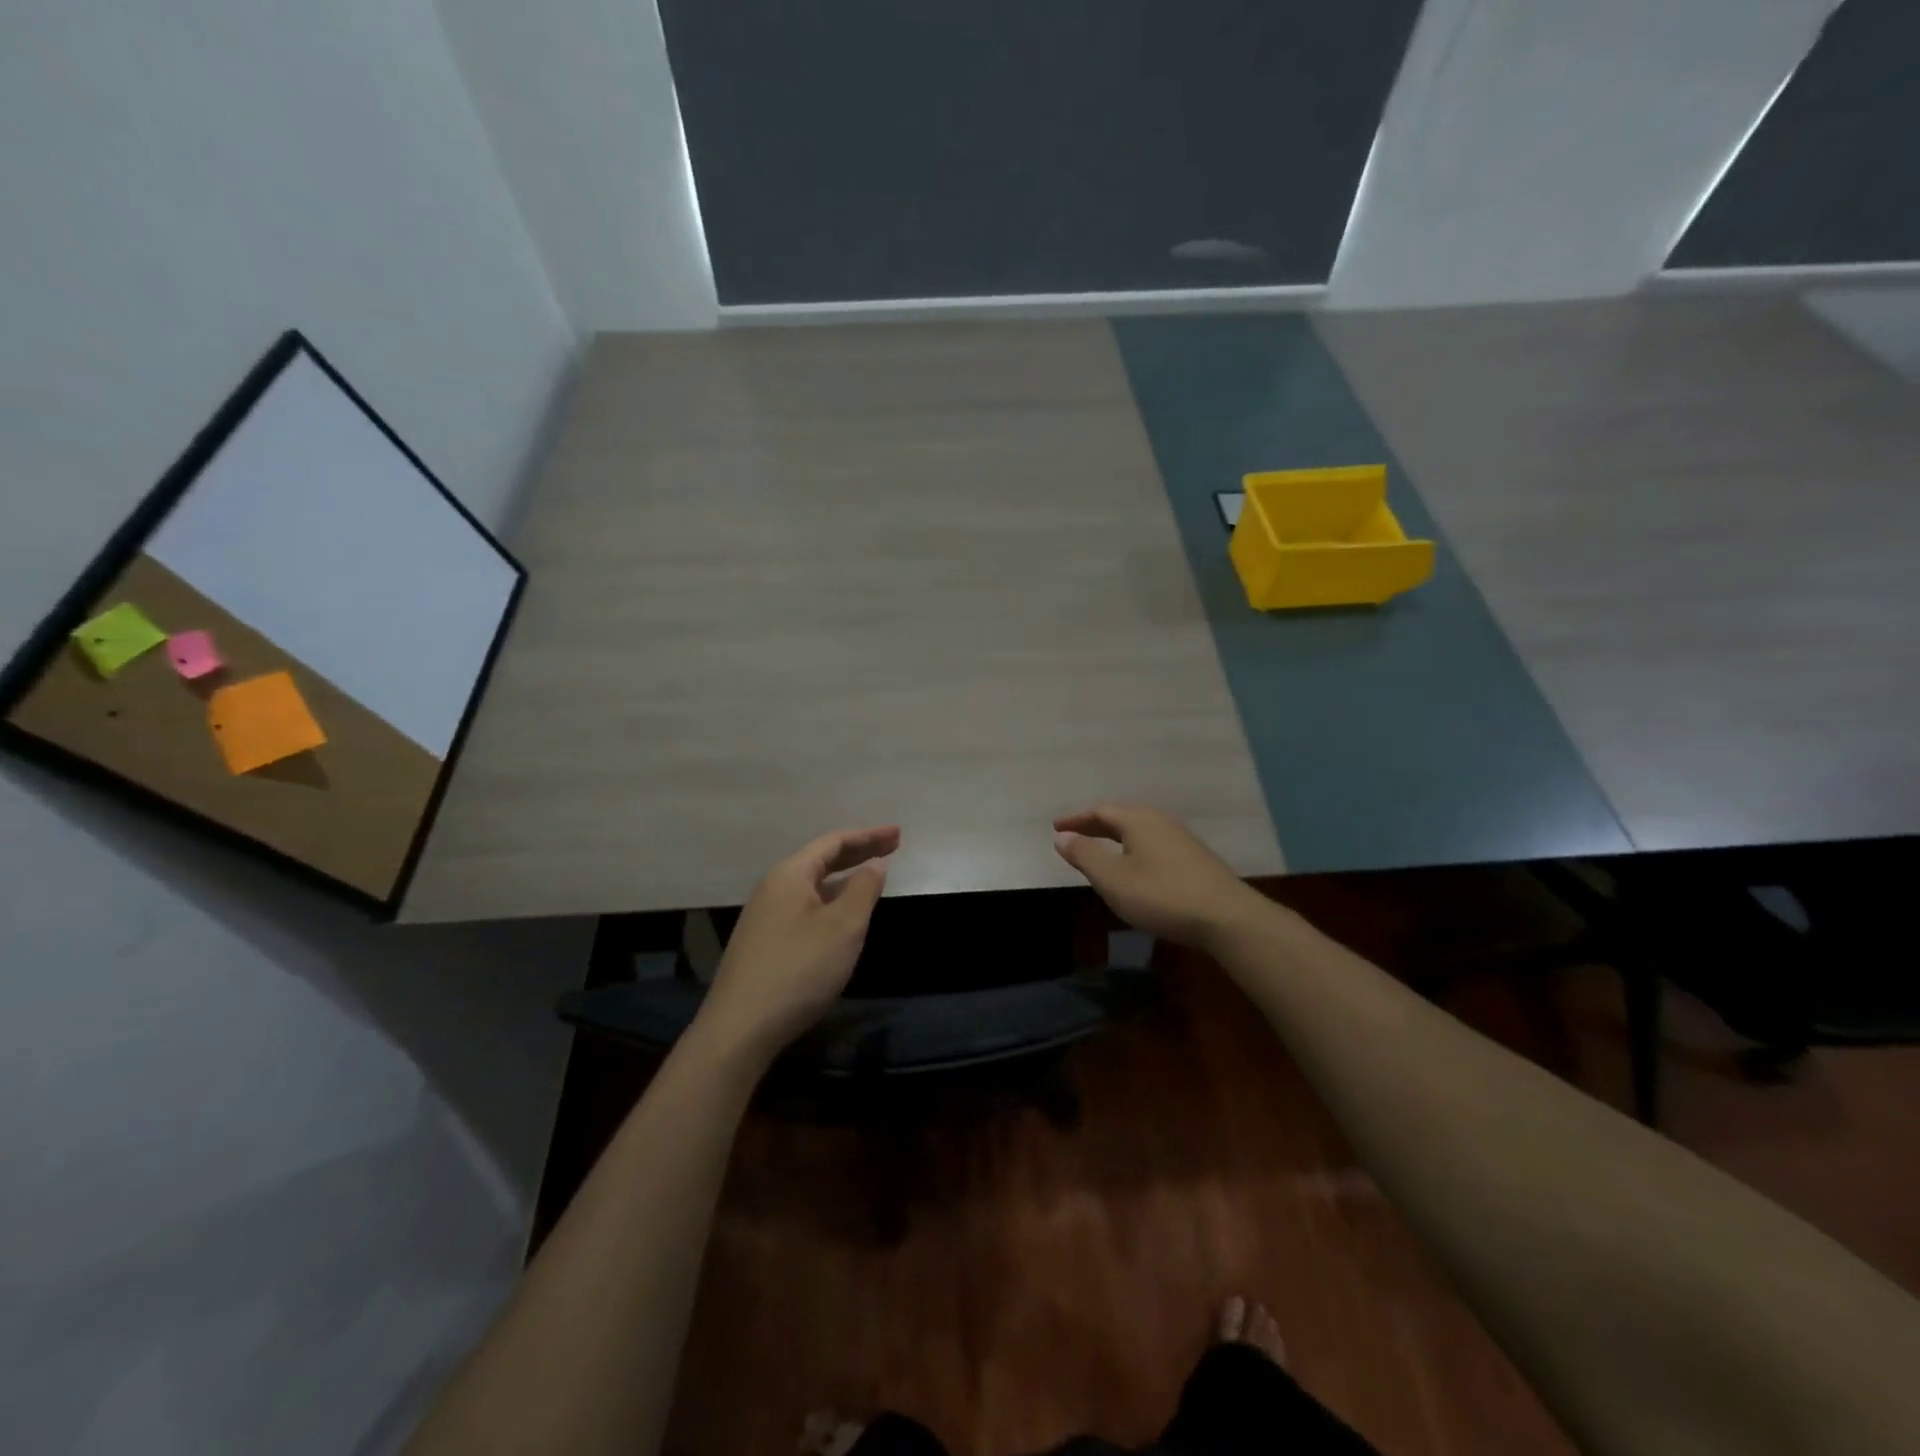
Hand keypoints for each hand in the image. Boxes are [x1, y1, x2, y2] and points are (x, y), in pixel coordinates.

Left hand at [695, 825, 898, 1060]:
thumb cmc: (799, 969)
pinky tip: (841, 917)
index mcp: (790, 874)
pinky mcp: (763, 944)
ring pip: (812, 886)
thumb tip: (875, 864)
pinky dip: (830, 900)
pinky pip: (804, 907)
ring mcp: (764, 917)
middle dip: (858, 852)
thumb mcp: (843, 926)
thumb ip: (864, 889)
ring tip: (871, 878)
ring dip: (844, 878)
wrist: (740, 1029)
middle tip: (892, 847)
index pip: (833, 842)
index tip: (899, 834)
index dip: (868, 836)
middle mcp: (773, 888)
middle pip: (821, 860)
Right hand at [1053, 805, 1265, 949]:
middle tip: (1073, 836)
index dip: (1076, 819)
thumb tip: (1062, 836)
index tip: (1055, 827)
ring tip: (1099, 851)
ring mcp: (1181, 839)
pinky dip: (1133, 849)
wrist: (1226, 918)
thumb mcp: (1113, 879)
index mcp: (1138, 820)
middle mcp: (1160, 821)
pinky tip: (1133, 867)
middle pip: (1121, 817)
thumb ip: (1085, 856)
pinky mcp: (1194, 859)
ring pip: (1139, 831)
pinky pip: (1153, 843)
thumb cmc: (1161, 896)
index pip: (1100, 811)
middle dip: (1094, 826)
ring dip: (1115, 838)